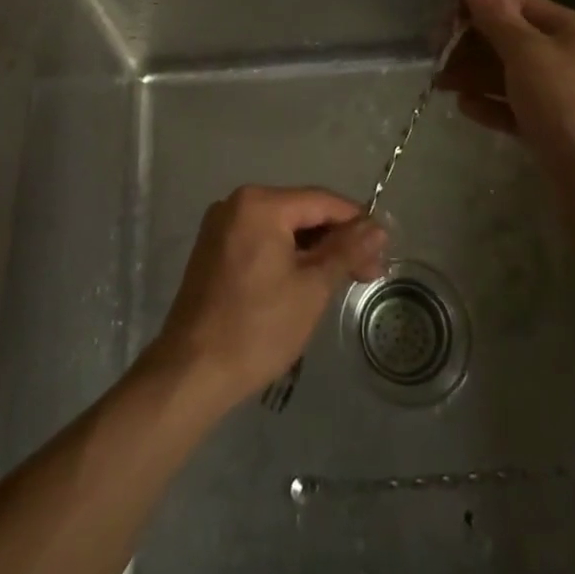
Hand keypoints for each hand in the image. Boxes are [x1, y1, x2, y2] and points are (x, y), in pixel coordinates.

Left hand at [151, 185, 386, 407]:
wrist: (191, 372)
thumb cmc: (257, 327)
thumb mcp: (312, 288)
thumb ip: (346, 251)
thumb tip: (378, 227)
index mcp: (260, 203)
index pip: (321, 201)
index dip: (357, 223)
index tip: (383, 251)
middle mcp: (236, 203)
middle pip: (300, 211)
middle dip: (336, 239)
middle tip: (368, 272)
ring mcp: (221, 226)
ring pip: (281, 227)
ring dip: (313, 250)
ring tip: (342, 280)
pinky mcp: (213, 250)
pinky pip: (261, 240)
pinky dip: (287, 255)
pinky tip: (306, 281)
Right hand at [438, 0, 574, 166]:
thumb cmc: (564, 102)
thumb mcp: (525, 52)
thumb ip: (494, 14)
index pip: (519, 6)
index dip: (479, 10)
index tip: (446, 25)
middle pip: (513, 42)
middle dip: (472, 48)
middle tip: (438, 60)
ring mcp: (568, 95)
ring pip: (513, 76)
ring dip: (475, 76)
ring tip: (441, 85)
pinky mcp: (558, 128)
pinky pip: (519, 107)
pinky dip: (493, 104)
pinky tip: (465, 108)